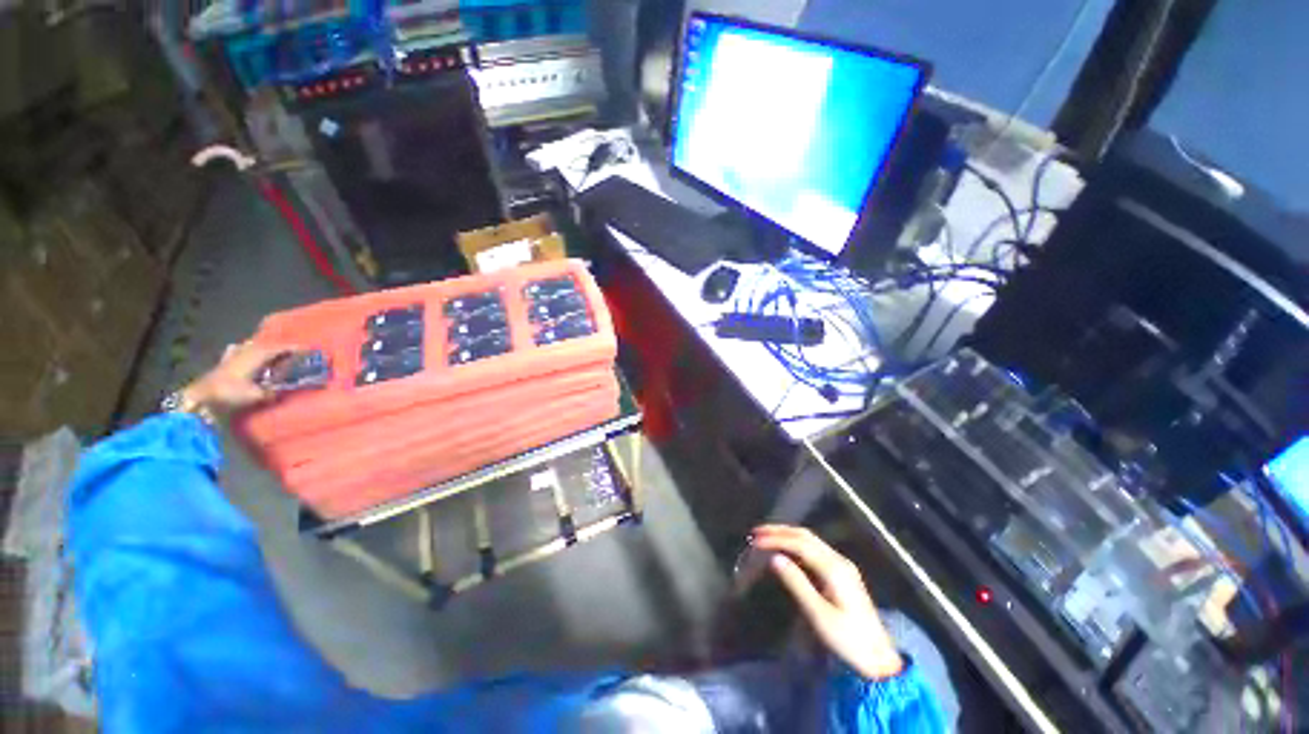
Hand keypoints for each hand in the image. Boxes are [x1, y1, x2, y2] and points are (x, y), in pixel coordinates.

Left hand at [181, 341, 289, 415]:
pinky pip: (237, 350)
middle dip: (282, 347)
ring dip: (265, 347)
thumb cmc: (230, 393)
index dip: (296, 348)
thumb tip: (282, 390)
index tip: (310, 349)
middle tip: (296, 352)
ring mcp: (234, 355)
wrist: (200, 397)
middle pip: (268, 345)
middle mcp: (247, 351)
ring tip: (273, 351)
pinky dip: (245, 349)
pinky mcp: (225, 362)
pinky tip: (243, 349)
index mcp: (258, 355)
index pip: (281, 348)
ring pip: (253, 346)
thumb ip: (272, 391)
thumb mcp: (257, 395)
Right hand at [751, 524, 903, 679]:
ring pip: (810, 540)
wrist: (880, 659)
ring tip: (765, 537)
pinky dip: (795, 544)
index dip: (776, 538)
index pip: (800, 543)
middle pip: (805, 536)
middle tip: (756, 532)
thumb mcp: (819, 616)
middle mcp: (838, 560)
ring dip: (787, 535)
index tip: (755, 540)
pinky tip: (785, 550)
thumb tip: (774, 558)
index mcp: (834, 569)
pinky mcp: (841, 573)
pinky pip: (814, 550)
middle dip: (780, 531)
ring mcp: (842, 565)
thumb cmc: (849, 640)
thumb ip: (797, 584)